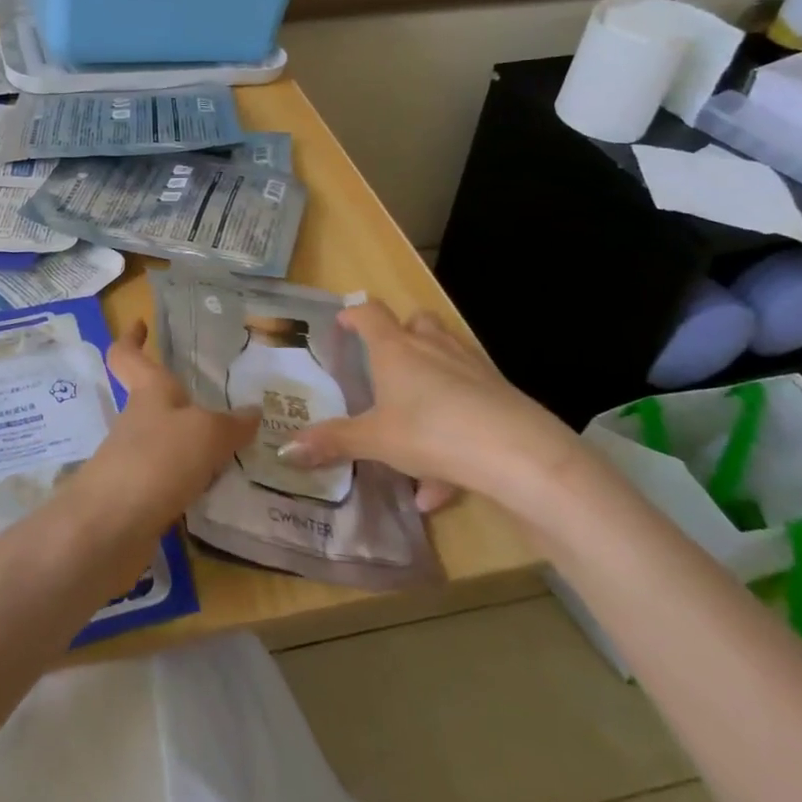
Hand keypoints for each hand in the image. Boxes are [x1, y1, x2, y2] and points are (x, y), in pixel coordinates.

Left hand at [63, 322, 258, 547]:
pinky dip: (191, 479)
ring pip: (164, 440)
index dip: (130, 337)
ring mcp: (134, 461)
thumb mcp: (206, 433)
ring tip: (233, 445)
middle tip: (219, 397)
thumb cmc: (156, 460)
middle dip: (179, 398)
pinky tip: (217, 488)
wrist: (110, 529)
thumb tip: (253, 412)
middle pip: (151, 400)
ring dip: (190, 441)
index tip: (139, 323)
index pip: (127, 355)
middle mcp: (137, 421)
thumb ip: (231, 424)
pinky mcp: (138, 499)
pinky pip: (170, 478)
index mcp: (148, 392)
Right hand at [279, 300, 580, 515]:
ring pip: (447, 358)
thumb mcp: (375, 440)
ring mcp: (471, 368)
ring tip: (412, 430)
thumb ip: (332, 442)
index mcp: (396, 349)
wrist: (517, 454)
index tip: (343, 321)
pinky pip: (468, 407)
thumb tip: (284, 450)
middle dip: (403, 334)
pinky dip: (453, 436)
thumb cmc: (431, 432)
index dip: (354, 314)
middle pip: (418, 322)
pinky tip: (441, 488)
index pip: (370, 314)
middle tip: (387, 361)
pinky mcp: (501, 396)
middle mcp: (433, 348)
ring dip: (431, 381)